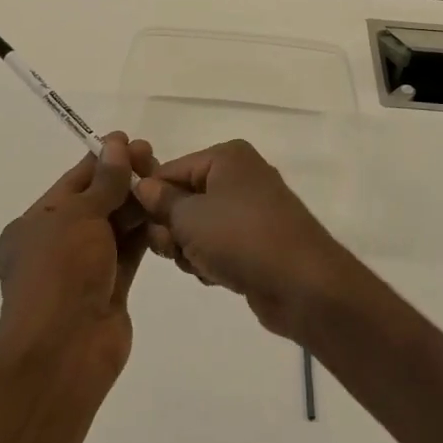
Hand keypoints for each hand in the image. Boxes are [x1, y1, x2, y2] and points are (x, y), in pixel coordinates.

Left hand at [0, 133, 155, 368]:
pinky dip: (144, 232)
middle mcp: (56, 244)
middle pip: (95, 202)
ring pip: (114, 227)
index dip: (102, 160)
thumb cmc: (59, 272)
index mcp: (33, 225)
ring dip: (136, 204)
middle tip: (154, 157)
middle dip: (123, 179)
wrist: (63, 350)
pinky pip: (128, 252)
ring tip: (166, 179)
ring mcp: (83, 269)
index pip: (72, 183)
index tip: (130, 142)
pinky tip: (166, 211)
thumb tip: (117, 144)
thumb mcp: (78, 216)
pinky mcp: (109, 290)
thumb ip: (104, 182)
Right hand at [131, 139, 356, 339]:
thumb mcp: (190, 217)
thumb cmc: (241, 238)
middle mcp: (240, 177)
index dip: (151, 198)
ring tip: (200, 264)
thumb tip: (143, 186)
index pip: (171, 170)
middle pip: (184, 199)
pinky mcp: (258, 243)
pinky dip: (211, 260)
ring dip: (190, 249)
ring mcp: (252, 211)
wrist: (303, 285)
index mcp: (227, 157)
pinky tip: (216, 276)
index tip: (138, 226)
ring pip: (199, 227)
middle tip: (174, 249)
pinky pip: (219, 246)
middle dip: (172, 228)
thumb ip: (161, 201)